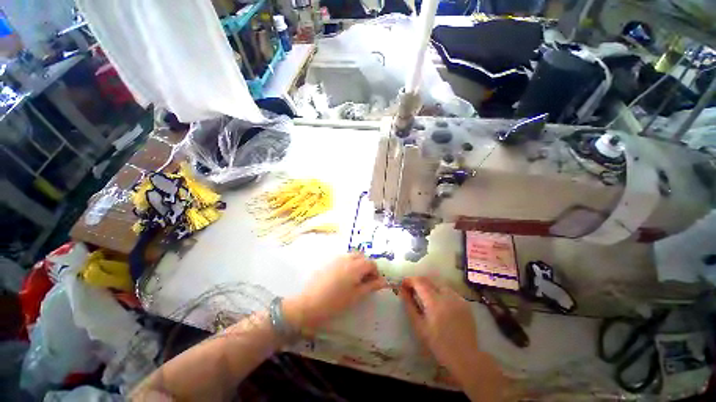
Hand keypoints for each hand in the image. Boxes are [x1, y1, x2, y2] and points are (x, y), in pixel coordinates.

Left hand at [283, 253, 386, 332]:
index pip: (371, 263)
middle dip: (366, 267)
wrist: (309, 304)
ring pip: (352, 256)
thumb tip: (384, 281)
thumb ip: (371, 286)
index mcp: (356, 266)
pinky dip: (348, 264)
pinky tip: (342, 277)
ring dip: (357, 264)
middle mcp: (347, 258)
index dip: (375, 273)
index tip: (373, 283)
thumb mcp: (356, 296)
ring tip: (354, 279)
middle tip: (364, 281)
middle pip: (362, 257)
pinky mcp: (328, 261)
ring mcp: (336, 258)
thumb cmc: (335, 302)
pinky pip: (343, 258)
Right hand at [398, 277, 482, 381]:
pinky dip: (440, 292)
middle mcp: (447, 295)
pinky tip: (439, 304)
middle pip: (429, 280)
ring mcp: (457, 298)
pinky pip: (449, 291)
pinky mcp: (464, 302)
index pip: (419, 281)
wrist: (465, 357)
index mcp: (434, 301)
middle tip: (412, 291)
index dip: (409, 280)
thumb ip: (409, 305)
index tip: (403, 285)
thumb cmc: (438, 344)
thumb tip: (402, 290)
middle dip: (418, 283)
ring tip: (425, 298)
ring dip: (429, 287)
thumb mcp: (419, 326)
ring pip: (439, 284)